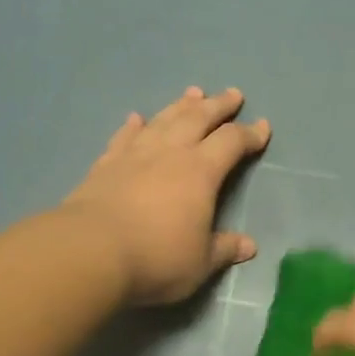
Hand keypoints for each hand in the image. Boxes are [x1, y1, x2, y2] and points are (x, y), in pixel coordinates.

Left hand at [62, 86, 269, 304]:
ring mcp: (134, 156)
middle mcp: (169, 154)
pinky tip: (136, 119)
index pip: (231, 143)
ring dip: (180, 106)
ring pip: (163, 121)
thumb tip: (249, 246)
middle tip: (232, 94)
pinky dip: (133, 127)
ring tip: (193, 93)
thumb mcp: (200, 262)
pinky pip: (123, 138)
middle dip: (218, 106)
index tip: (263, 128)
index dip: (250, 134)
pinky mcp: (105, 166)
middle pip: (198, 119)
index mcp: (201, 173)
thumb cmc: (157, 258)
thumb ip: (224, 249)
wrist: (90, 252)